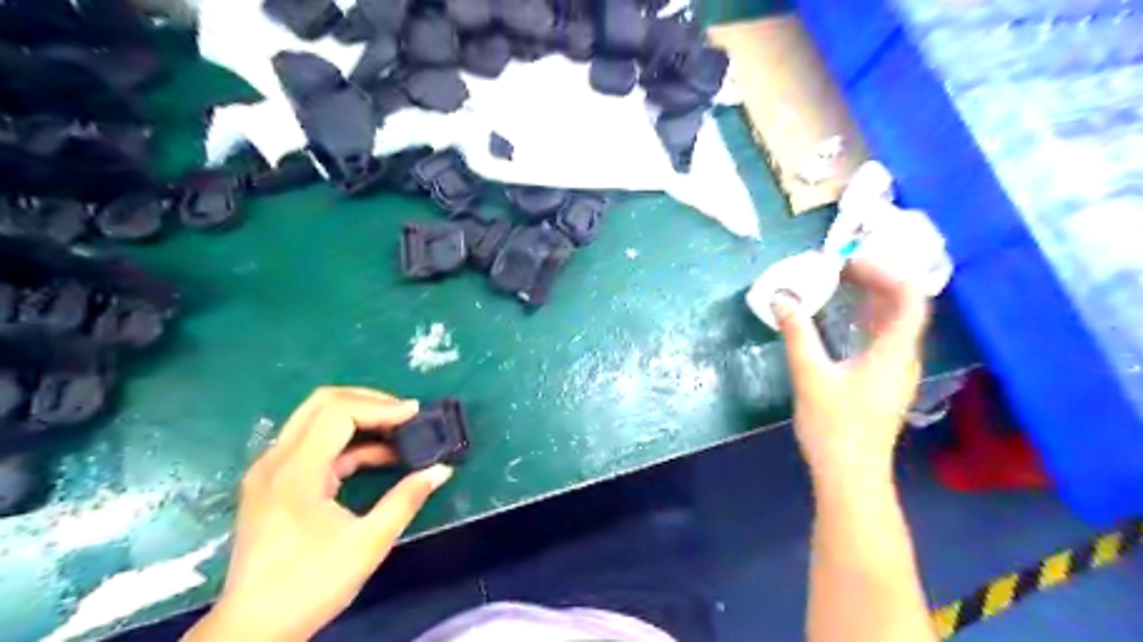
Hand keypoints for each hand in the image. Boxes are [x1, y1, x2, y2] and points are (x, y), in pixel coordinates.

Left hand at [184, 387, 454, 641]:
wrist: (252, 629)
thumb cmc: (309, 586)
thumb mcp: (367, 544)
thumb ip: (406, 500)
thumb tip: (441, 470)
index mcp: (295, 472)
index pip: (338, 412)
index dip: (381, 407)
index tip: (415, 415)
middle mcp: (276, 460)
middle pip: (322, 403)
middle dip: (369, 401)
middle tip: (405, 414)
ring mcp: (271, 470)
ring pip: (316, 419)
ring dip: (359, 418)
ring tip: (399, 431)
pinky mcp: (274, 482)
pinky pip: (314, 444)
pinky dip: (348, 442)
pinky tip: (379, 456)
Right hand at [771, 259, 932, 489]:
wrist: (850, 473)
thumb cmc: (833, 425)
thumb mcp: (810, 375)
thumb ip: (797, 333)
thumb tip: (781, 299)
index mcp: (893, 351)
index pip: (909, 297)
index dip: (885, 272)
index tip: (849, 262)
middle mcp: (902, 356)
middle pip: (902, 306)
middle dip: (874, 280)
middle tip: (839, 267)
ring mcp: (895, 370)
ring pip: (892, 322)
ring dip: (870, 298)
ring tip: (839, 283)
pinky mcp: (883, 380)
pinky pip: (882, 337)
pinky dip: (865, 318)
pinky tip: (842, 316)